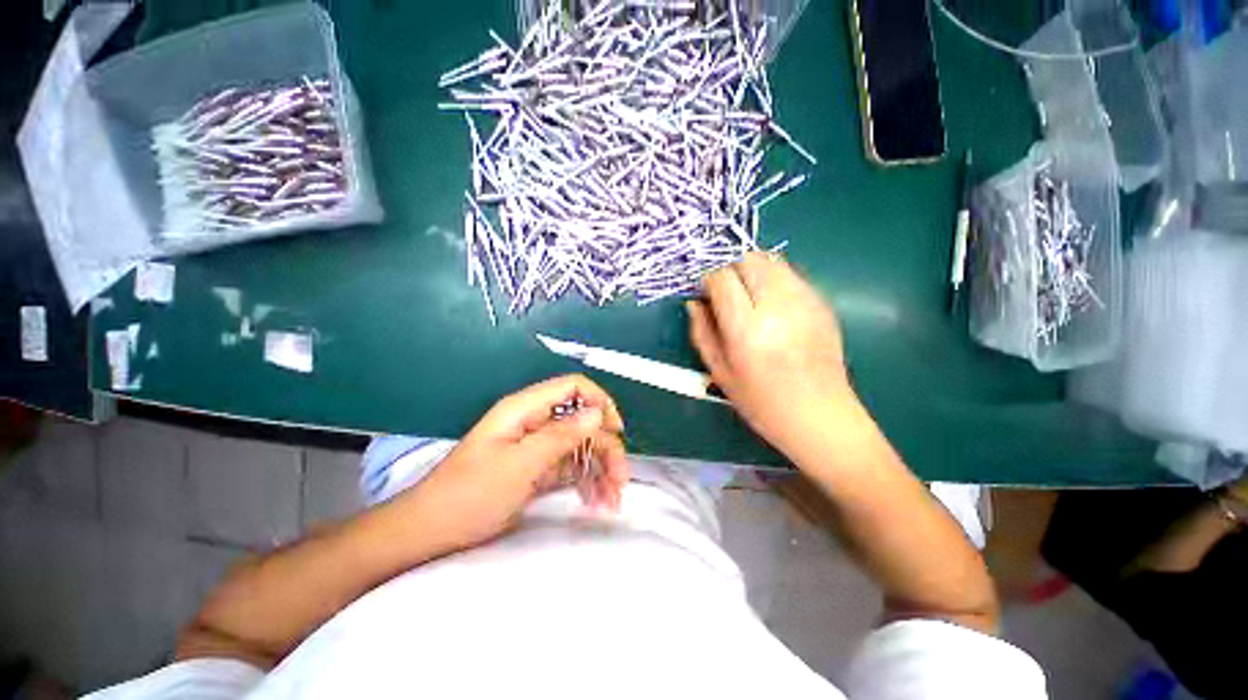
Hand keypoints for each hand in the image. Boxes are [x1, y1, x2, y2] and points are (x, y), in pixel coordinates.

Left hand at [404, 375, 628, 550]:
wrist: (432, 531)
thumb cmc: (470, 494)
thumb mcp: (519, 464)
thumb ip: (560, 435)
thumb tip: (597, 413)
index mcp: (526, 409)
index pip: (573, 388)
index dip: (599, 402)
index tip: (616, 430)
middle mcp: (536, 422)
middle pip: (583, 422)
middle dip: (606, 448)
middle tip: (620, 481)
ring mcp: (538, 446)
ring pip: (581, 446)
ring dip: (600, 469)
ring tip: (612, 500)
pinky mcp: (538, 468)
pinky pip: (571, 467)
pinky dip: (586, 482)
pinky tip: (596, 500)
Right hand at [688, 252, 855, 458]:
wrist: (820, 416)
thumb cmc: (762, 402)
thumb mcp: (720, 372)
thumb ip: (701, 332)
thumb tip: (693, 303)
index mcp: (747, 329)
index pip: (722, 278)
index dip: (708, 281)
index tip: (704, 293)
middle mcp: (778, 306)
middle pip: (747, 260)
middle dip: (729, 269)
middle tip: (724, 293)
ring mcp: (805, 301)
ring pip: (770, 260)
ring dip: (751, 270)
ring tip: (746, 295)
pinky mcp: (822, 302)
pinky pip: (790, 273)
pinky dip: (772, 278)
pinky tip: (770, 303)